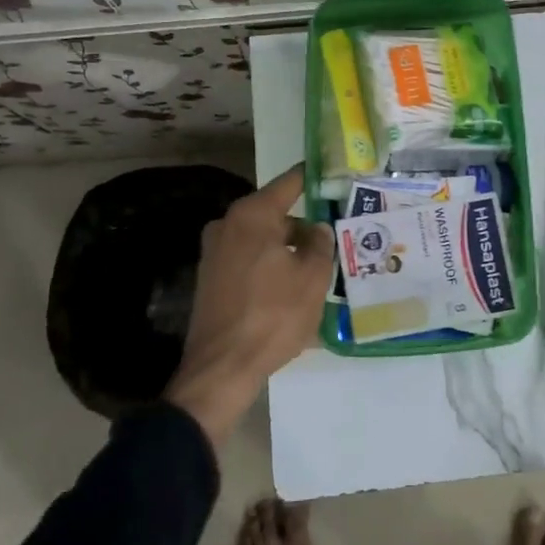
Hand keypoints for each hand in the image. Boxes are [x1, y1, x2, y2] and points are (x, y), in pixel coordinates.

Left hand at [164, 166, 333, 445]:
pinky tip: (290, 291)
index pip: (290, 183)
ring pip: (263, 240)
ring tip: (317, 271)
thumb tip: (317, 228)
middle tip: (333, 240)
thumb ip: (320, 243)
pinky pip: (249, 261)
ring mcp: (214, 252)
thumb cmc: (273, 315)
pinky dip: (270, 268)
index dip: (314, 178)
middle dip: (303, 226)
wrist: (221, 369)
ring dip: (287, 251)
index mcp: (253, 215)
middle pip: (276, 214)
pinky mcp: (210, 278)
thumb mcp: (312, 278)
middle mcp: (228, 224)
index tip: (334, 176)